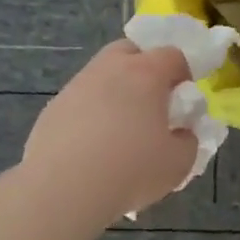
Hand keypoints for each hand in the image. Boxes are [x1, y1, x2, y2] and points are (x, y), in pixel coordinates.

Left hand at [20, 41, 198, 225]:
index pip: (172, 55)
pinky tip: (91, 146)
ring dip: (114, 91)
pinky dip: (90, 113)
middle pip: (130, 51)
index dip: (183, 73)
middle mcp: (109, 69)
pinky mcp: (53, 108)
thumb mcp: (178, 163)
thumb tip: (181, 133)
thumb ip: (187, 141)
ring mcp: (76, 86)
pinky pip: (79, 101)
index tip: (183, 98)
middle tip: (151, 102)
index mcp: (145, 73)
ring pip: (101, 74)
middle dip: (144, 67)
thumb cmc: (131, 169)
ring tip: (119, 129)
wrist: (64, 189)